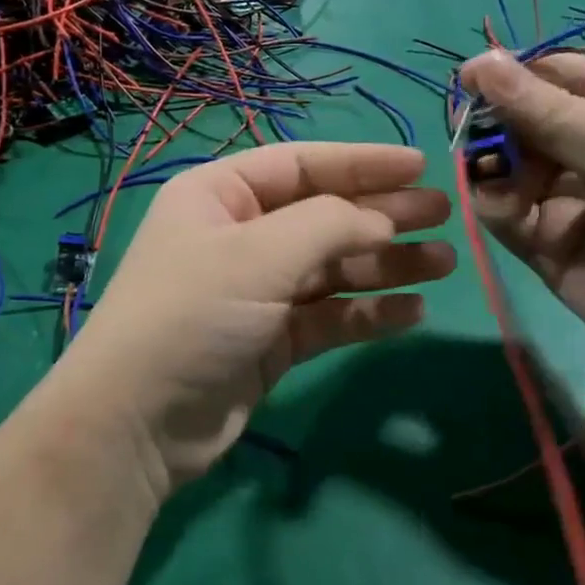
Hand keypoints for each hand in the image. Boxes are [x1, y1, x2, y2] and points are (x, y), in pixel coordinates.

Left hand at [64, 143, 454, 496]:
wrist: (139, 422)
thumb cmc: (192, 313)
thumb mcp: (258, 255)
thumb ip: (328, 225)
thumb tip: (383, 216)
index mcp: (220, 195)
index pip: (301, 164)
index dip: (363, 162)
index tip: (420, 166)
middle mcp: (239, 235)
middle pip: (323, 214)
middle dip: (382, 214)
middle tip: (444, 216)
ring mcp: (256, 290)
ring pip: (332, 267)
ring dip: (386, 265)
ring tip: (443, 264)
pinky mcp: (271, 339)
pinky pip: (328, 315)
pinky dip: (367, 312)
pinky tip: (411, 311)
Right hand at [460, 50, 584, 386]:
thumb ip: (550, 113)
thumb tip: (480, 61)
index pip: (560, 77)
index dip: (513, 76)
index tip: (467, 81)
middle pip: (527, 123)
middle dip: (498, 129)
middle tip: (475, 141)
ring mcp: (571, 199)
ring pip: (510, 170)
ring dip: (495, 172)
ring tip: (496, 184)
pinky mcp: (551, 245)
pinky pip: (509, 216)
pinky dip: (497, 210)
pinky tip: (504, 212)